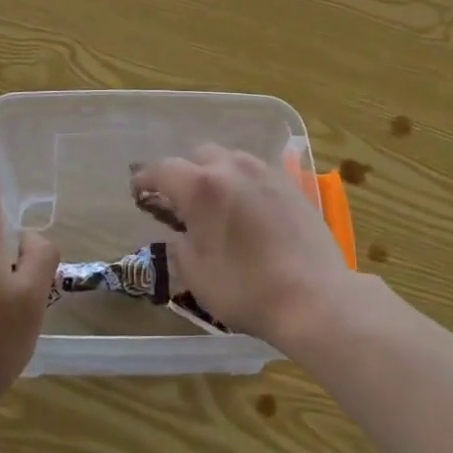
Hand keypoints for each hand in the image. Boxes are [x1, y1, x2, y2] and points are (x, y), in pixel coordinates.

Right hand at [131, 145, 354, 347]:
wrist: (315, 297)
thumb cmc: (248, 290)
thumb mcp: (198, 276)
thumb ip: (180, 246)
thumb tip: (181, 234)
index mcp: (202, 187)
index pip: (163, 169)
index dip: (145, 178)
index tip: (137, 189)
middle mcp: (232, 167)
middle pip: (198, 155)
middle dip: (183, 172)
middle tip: (178, 199)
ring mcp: (265, 171)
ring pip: (229, 158)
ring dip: (214, 173)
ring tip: (214, 201)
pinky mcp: (290, 183)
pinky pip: (255, 171)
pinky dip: (241, 181)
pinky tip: (246, 207)